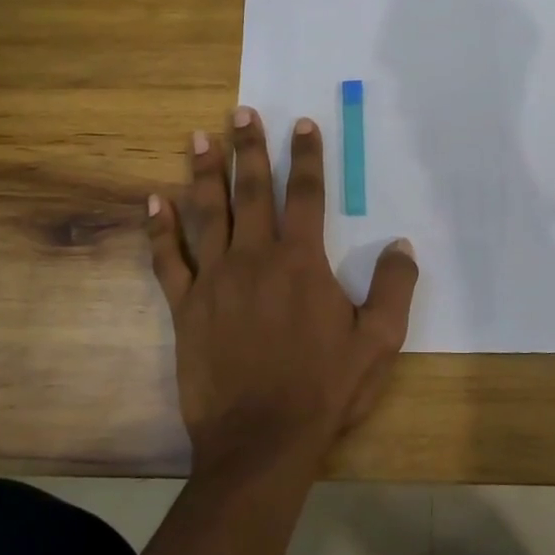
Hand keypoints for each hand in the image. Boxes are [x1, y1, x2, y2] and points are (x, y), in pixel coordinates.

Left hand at [146, 107, 419, 477]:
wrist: (261, 441)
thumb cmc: (324, 389)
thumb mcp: (378, 342)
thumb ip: (393, 288)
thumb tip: (402, 245)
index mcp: (302, 262)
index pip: (306, 194)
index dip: (307, 156)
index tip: (302, 123)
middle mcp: (255, 258)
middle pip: (252, 191)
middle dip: (249, 148)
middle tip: (241, 113)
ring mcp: (215, 280)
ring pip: (207, 213)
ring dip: (204, 173)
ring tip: (199, 138)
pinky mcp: (186, 308)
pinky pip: (168, 260)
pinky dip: (159, 230)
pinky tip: (153, 202)